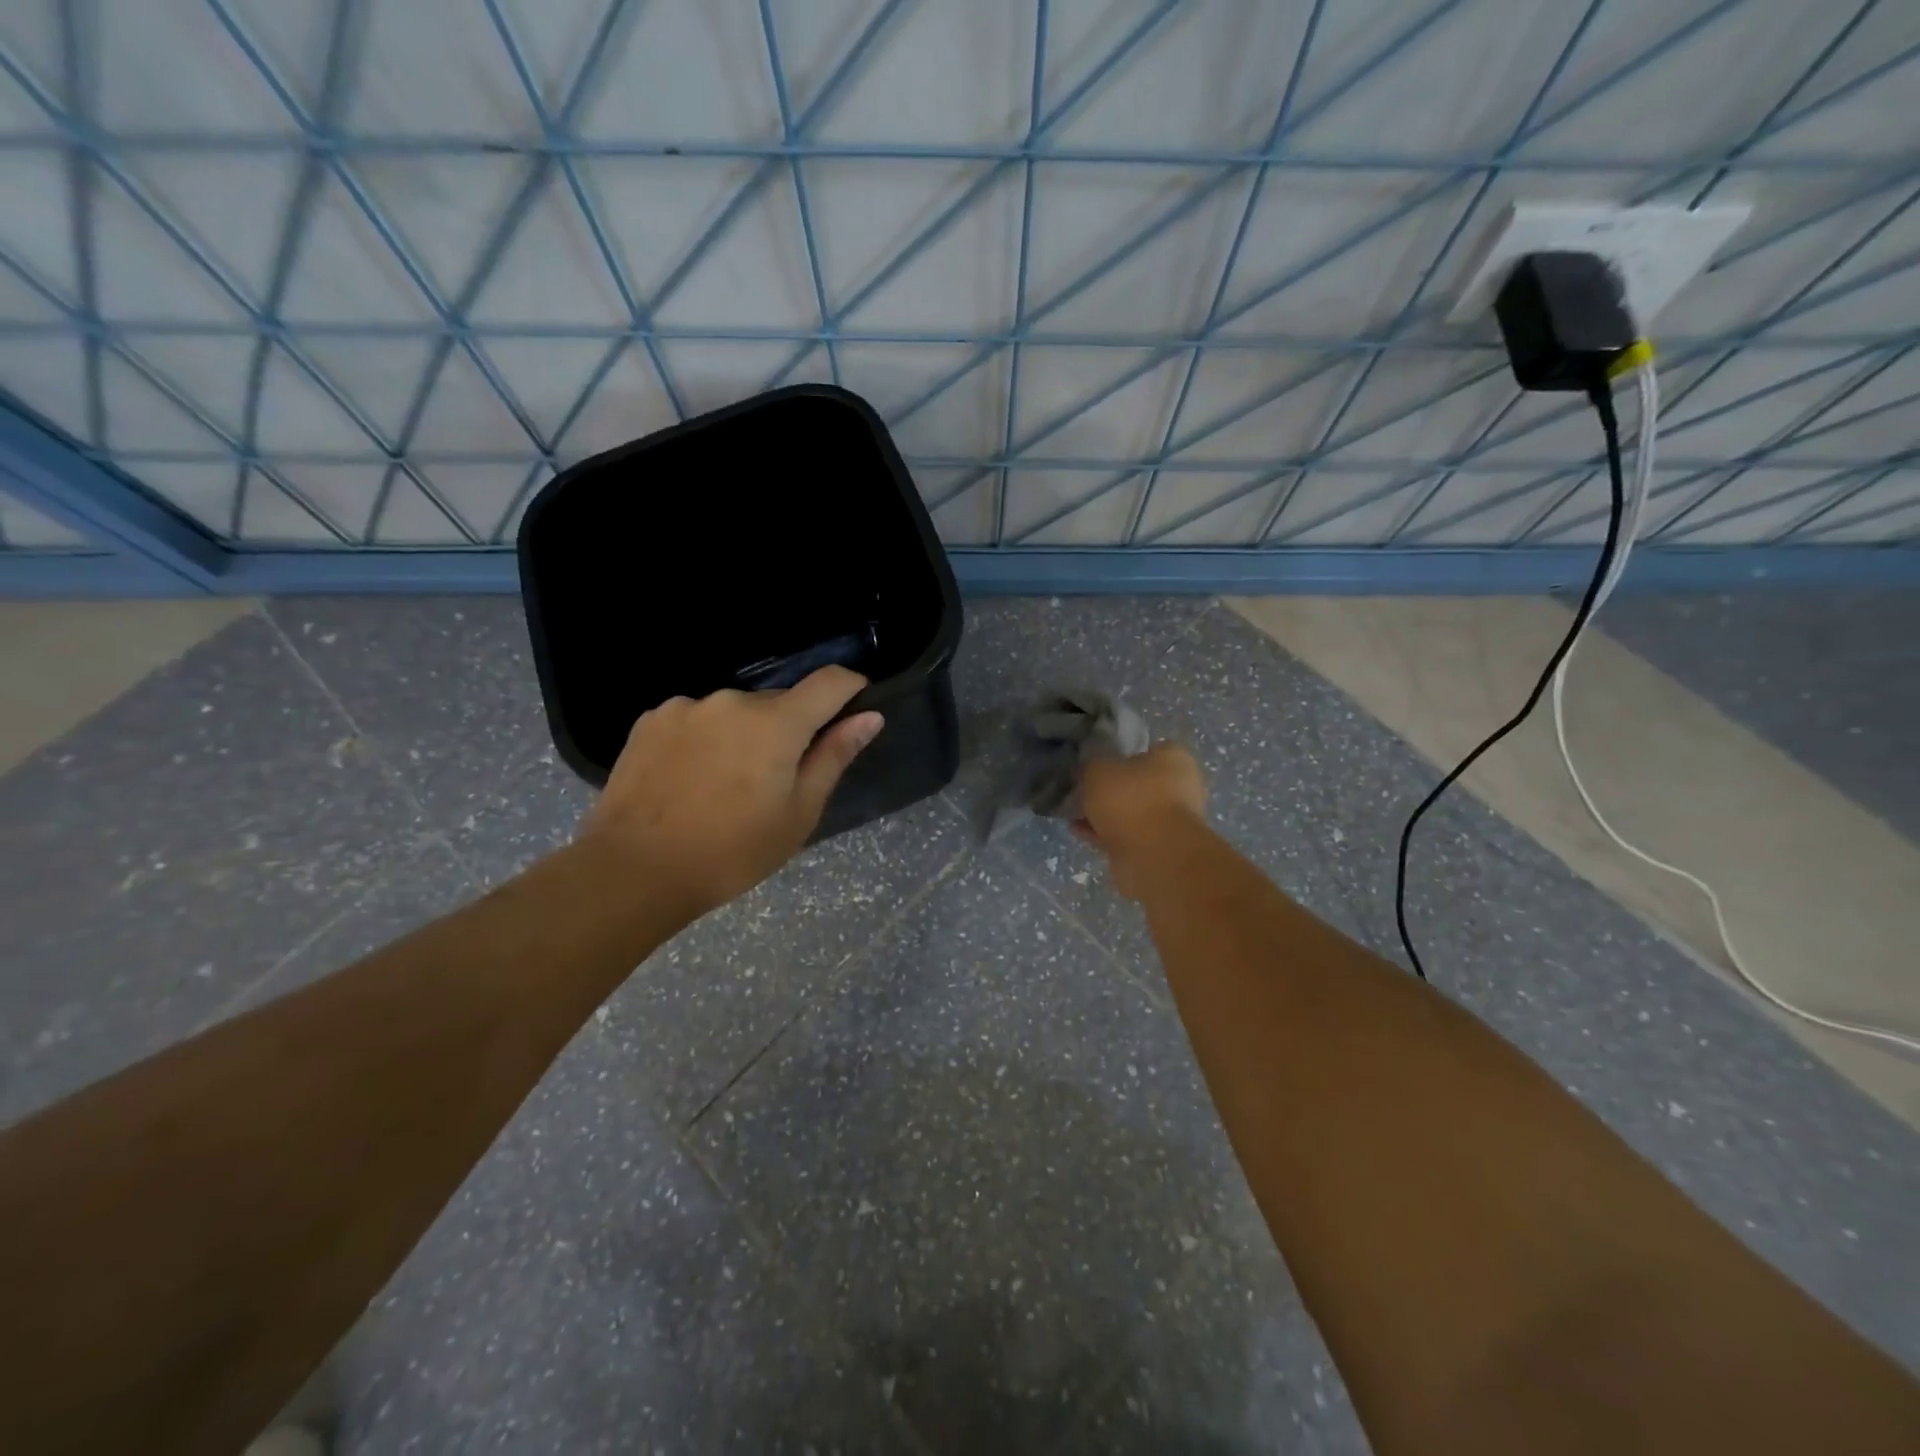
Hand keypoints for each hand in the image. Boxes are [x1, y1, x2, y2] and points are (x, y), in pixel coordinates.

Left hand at [580, 667, 882, 916]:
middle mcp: (732, 700)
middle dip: (789, 729)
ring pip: (735, 712)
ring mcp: (686, 707)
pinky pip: (697, 719)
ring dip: (744, 734)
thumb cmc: (732, 851)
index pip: (829, 681)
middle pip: (779, 702)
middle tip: (776, 780)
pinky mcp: (651, 720)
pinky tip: (690, 779)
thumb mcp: (798, 813)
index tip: (853, 709)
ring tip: (725, 785)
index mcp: (776, 723)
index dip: (850, 688)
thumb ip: (834, 757)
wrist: (634, 871)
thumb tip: (869, 717)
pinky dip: (706, 739)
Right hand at [1075, 744, 1207, 899]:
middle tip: (1082, 789)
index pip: (1147, 749)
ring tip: (1073, 812)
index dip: (1120, 754)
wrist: (1154, 855)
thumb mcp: (1099, 769)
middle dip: (1111, 789)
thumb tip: (1090, 770)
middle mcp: (1179, 787)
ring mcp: (1169, 821)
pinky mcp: (1157, 849)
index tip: (1096, 763)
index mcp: (1174, 759)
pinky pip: (1124, 835)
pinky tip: (1077, 830)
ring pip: (1131, 812)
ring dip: (1105, 814)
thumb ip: (1092, 766)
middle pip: (1138, 783)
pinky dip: (1103, 833)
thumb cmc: (1132, 799)